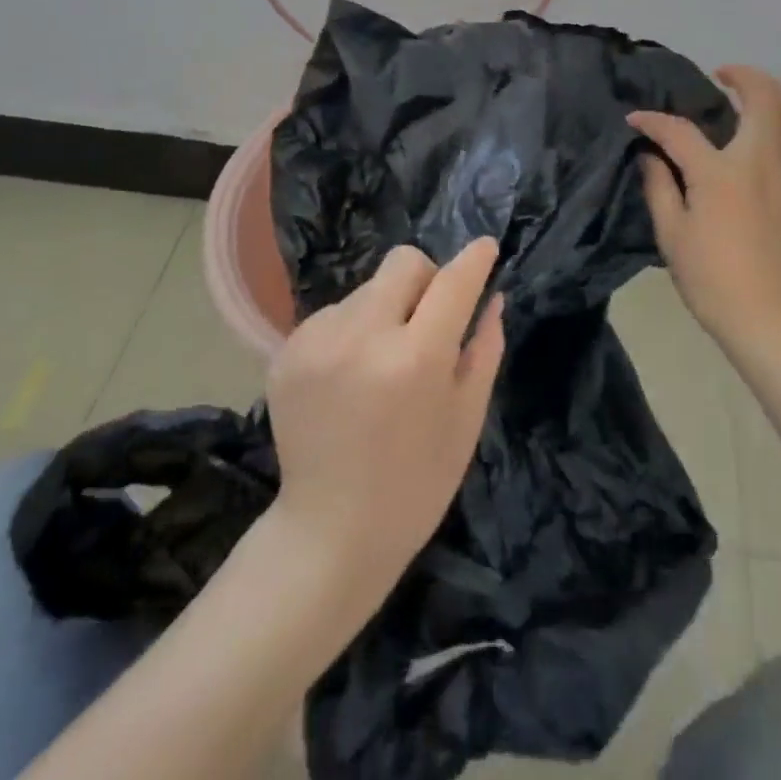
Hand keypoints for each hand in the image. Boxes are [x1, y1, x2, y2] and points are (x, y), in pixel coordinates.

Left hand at [264, 238, 505, 597]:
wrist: (330, 532)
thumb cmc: (417, 482)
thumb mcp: (467, 419)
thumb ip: (483, 349)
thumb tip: (493, 296)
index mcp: (416, 359)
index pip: (452, 282)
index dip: (474, 259)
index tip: (485, 247)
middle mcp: (363, 337)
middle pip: (403, 262)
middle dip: (425, 279)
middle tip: (427, 322)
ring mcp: (317, 341)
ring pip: (367, 289)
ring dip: (385, 310)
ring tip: (382, 362)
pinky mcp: (287, 351)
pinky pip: (334, 314)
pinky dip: (351, 331)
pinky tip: (350, 377)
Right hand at [628, 66, 780, 347]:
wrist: (767, 316)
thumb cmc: (711, 277)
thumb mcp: (671, 233)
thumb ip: (659, 186)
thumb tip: (652, 156)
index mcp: (722, 173)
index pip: (681, 131)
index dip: (654, 121)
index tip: (636, 120)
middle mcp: (763, 161)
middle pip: (764, 98)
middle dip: (743, 75)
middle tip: (722, 75)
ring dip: (777, 93)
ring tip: (755, 93)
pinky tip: (774, 135)